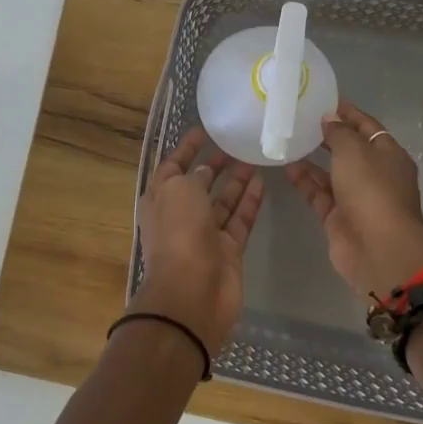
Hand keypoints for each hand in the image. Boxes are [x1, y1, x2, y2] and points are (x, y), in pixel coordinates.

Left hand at [133, 126, 264, 354]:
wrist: (192, 294)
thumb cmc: (179, 233)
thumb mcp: (181, 190)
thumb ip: (194, 176)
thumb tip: (205, 171)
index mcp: (160, 199)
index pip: (173, 165)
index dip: (187, 147)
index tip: (205, 130)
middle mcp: (180, 215)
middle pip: (199, 183)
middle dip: (213, 163)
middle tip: (236, 144)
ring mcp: (205, 234)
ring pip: (222, 201)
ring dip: (235, 181)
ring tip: (254, 158)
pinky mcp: (228, 250)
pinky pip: (240, 220)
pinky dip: (249, 202)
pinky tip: (262, 182)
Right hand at [284, 101, 422, 300]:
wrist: (378, 248)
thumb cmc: (372, 190)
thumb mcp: (355, 150)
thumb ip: (340, 132)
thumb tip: (330, 119)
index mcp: (388, 154)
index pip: (367, 126)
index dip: (346, 112)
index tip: (321, 100)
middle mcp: (374, 174)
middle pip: (349, 149)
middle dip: (327, 135)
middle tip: (299, 119)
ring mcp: (356, 197)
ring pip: (331, 172)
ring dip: (311, 158)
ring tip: (287, 139)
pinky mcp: (338, 217)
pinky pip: (319, 193)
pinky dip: (304, 181)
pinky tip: (285, 166)